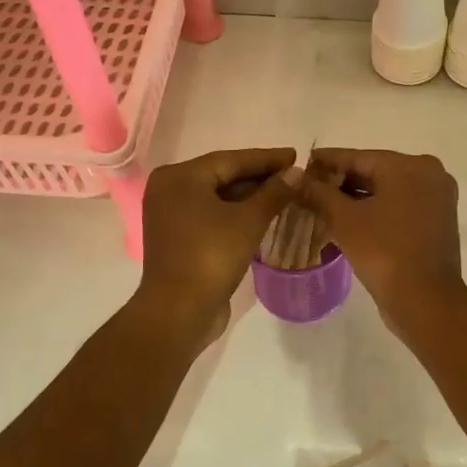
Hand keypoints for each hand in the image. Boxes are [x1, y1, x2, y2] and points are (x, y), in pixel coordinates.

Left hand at [134, 147, 296, 339]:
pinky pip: (212, 216)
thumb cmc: (211, 257)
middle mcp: (169, 190)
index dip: (266, 158)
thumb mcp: (249, 221)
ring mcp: (170, 215)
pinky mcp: (178, 238)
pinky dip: (236, 214)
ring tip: (285, 194)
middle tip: (294, 175)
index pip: (231, 160)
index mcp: (180, 177)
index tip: (295, 155)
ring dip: (250, 197)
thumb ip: (274, 193)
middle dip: (259, 177)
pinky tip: (263, 215)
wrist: (179, 311)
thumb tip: (296, 173)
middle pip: (222, 176)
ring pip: (218, 197)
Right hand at [297, 149, 466, 331]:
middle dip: (341, 182)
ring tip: (321, 204)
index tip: (303, 163)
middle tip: (308, 187)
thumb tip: (297, 177)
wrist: (425, 301)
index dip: (327, 160)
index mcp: (411, 166)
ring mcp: (437, 200)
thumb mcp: (344, 220)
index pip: (359, 157)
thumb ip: (319, 193)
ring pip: (387, 192)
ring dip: (356, 199)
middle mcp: (430, 175)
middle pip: (375, 172)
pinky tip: (347, 220)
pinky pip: (398, 208)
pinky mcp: (436, 223)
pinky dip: (375, 211)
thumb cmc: (384, 251)